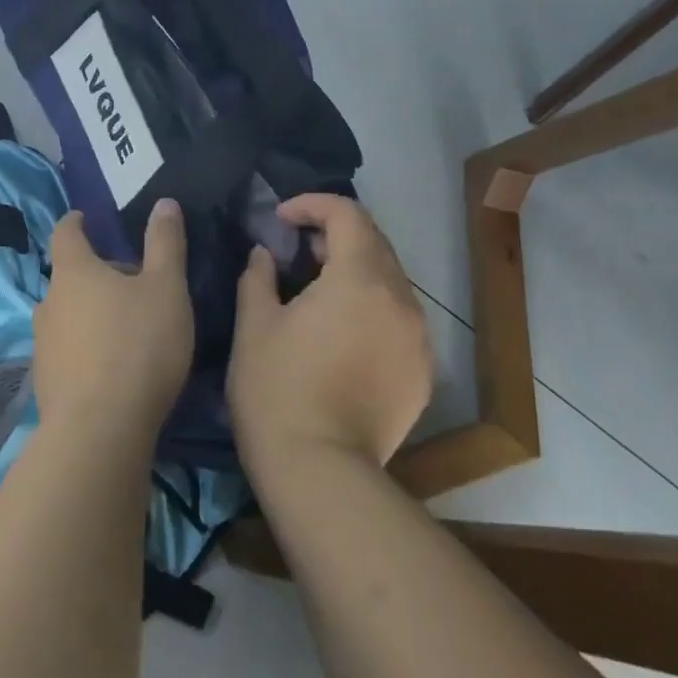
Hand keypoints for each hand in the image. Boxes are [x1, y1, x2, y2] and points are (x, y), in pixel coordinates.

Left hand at [34, 199, 194, 448]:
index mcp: (73, 271)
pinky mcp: (46, 381)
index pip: (65, 232)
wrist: (100, 431)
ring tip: (125, 327)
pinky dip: (87, 348)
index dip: (76, 222)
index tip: (86, 218)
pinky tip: (112, 367)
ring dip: (91, 313)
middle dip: (96, 274)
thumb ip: (165, 243)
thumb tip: (164, 202)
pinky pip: (68, 350)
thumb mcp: (166, 288)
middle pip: (69, 276)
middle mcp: (49, 302)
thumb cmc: (138, 346)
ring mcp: (43, 344)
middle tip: (132, 282)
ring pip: (68, 315)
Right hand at [229, 194, 431, 479]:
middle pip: (374, 243)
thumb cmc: (277, 389)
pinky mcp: (422, 373)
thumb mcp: (254, 325)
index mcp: (359, 278)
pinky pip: (400, 319)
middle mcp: (400, 299)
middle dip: (334, 235)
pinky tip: (342, 334)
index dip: (312, 205)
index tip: (281, 220)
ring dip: (355, 271)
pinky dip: (372, 308)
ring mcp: (419, 338)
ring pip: (390, 281)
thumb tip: (265, 254)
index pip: (347, 214)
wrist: (320, 472)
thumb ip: (259, 276)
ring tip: (317, 292)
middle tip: (296, 252)